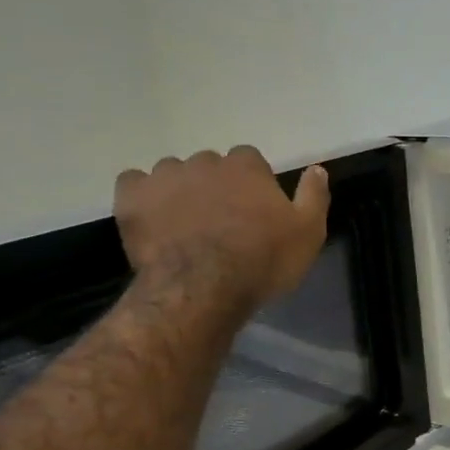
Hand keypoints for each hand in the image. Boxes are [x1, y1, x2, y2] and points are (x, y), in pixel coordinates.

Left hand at [114, 147, 330, 310]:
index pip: (249, 160)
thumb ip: (314, 197)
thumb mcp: (308, 234)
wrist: (204, 288)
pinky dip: (142, 197)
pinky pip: (134, 184)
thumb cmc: (262, 261)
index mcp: (247, 166)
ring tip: (183, 226)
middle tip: (219, 222)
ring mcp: (165, 176)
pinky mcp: (132, 197)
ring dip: (179, 191)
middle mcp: (205, 161)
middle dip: (214, 187)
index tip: (252, 211)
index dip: (251, 185)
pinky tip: (151, 219)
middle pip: (210, 166)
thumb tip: (317, 169)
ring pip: (173, 174)